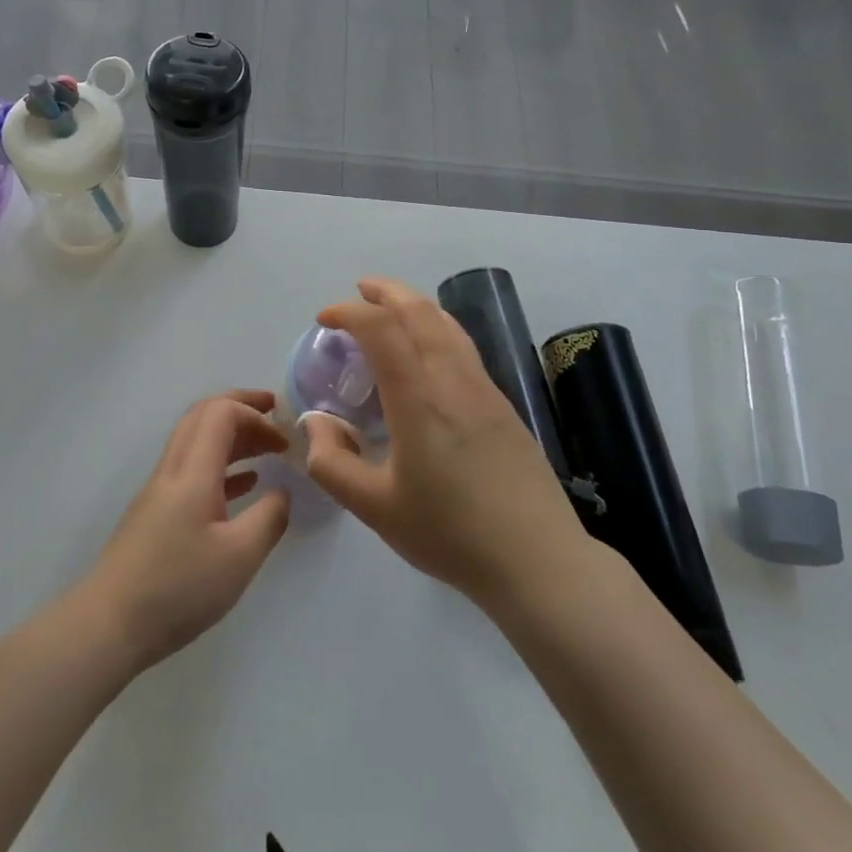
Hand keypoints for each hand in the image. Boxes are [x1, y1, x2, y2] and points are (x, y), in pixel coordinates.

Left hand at [79, 390, 292, 671]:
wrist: (109, 624)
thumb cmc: (178, 587)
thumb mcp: (239, 557)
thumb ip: (269, 518)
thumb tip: (282, 492)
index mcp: (193, 470)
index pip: (221, 412)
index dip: (255, 412)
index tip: (285, 436)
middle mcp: (173, 469)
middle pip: (204, 415)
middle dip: (241, 407)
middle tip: (276, 415)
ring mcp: (160, 491)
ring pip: (197, 442)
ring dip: (232, 437)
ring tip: (267, 449)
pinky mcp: (156, 513)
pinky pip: (193, 470)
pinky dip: (221, 465)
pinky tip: (244, 484)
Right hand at [304, 278, 588, 603]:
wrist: (538, 561)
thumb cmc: (450, 534)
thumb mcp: (375, 509)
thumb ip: (332, 464)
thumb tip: (314, 424)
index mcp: (419, 399)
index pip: (381, 330)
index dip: (349, 313)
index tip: (325, 320)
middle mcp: (453, 380)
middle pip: (419, 311)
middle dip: (385, 292)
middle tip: (358, 291)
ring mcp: (485, 389)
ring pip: (447, 324)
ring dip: (414, 305)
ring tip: (390, 308)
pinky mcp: (502, 404)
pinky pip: (463, 346)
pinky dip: (436, 328)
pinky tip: (428, 351)